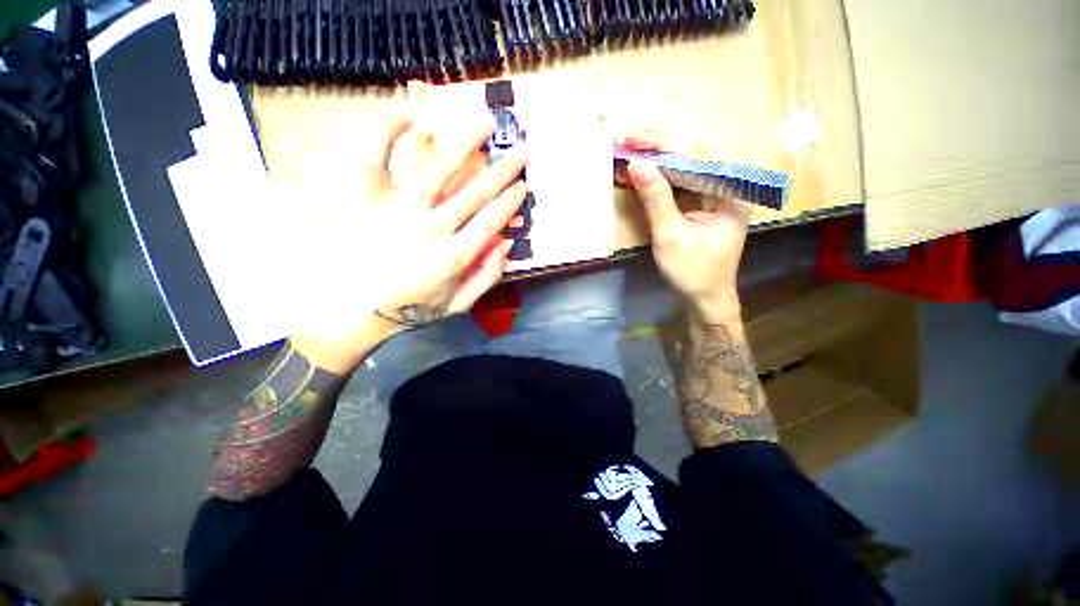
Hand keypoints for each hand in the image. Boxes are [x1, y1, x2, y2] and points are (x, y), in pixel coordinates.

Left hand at [292, 111, 527, 372]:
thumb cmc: (414, 309)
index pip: (490, 222)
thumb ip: (487, 276)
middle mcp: (432, 229)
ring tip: (485, 123)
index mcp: (454, 257)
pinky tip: (411, 115)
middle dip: (503, 171)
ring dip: (466, 144)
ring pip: (439, 170)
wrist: (360, 311)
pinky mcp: (370, 201)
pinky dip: (390, 134)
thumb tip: (507, 244)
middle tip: (522, 152)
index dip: (509, 202)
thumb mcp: (459, 305)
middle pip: (475, 193)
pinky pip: (378, 159)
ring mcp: (400, 211)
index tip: (522, 187)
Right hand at [617, 130, 750, 321]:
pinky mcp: (705, 202)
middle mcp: (729, 185)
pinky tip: (640, 171)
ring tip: (628, 150)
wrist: (706, 297)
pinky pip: (681, 182)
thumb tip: (637, 164)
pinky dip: (659, 177)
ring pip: (685, 165)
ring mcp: (717, 193)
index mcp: (731, 191)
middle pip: (692, 154)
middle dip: (656, 147)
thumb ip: (656, 199)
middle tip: (625, 140)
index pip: (694, 155)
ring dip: (656, 159)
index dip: (660, 144)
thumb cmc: (692, 272)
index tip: (630, 138)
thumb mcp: (670, 236)